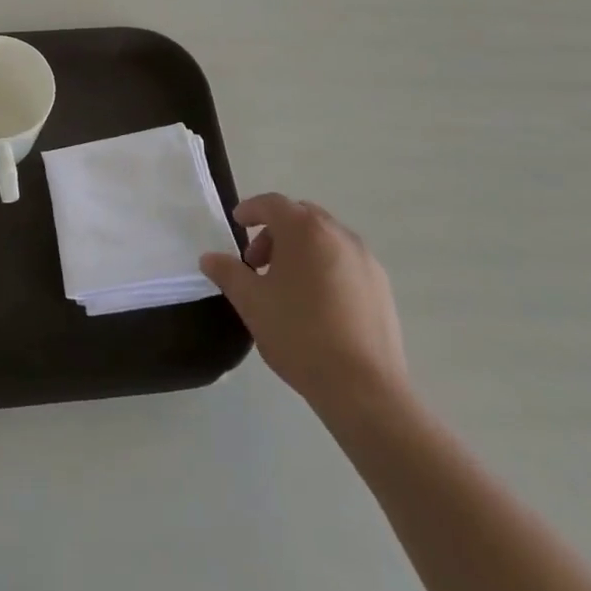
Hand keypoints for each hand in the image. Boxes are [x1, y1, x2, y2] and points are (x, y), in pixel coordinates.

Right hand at [200, 194, 408, 413]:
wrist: (363, 387)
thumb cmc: (299, 334)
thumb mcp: (252, 302)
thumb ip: (228, 273)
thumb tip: (209, 258)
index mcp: (304, 230)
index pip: (272, 203)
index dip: (251, 210)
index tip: (237, 223)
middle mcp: (338, 234)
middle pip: (301, 217)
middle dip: (275, 232)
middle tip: (257, 262)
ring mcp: (365, 259)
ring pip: (325, 239)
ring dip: (301, 249)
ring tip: (287, 286)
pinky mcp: (381, 286)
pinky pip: (346, 261)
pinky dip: (326, 266)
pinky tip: (318, 304)